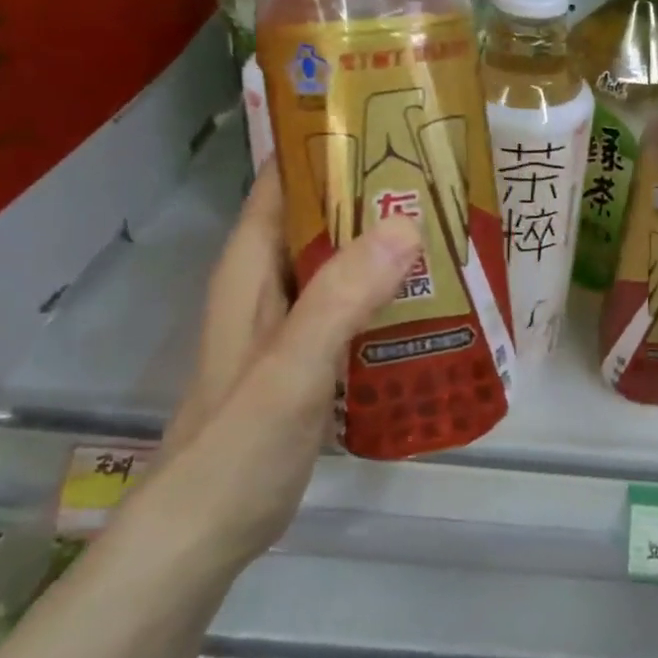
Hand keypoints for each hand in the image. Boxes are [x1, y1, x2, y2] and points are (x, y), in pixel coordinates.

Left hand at [143, 165, 421, 565]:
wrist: (206, 535)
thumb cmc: (237, 447)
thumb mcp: (291, 369)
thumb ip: (341, 298)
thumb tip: (406, 222)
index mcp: (251, 267)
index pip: (284, 180)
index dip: (328, 143)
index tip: (390, 121)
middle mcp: (269, 282)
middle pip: (320, 215)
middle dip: (374, 190)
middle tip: (443, 171)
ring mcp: (290, 321)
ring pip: (341, 260)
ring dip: (386, 241)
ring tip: (451, 223)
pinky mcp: (310, 355)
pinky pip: (353, 303)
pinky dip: (388, 290)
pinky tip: (433, 295)